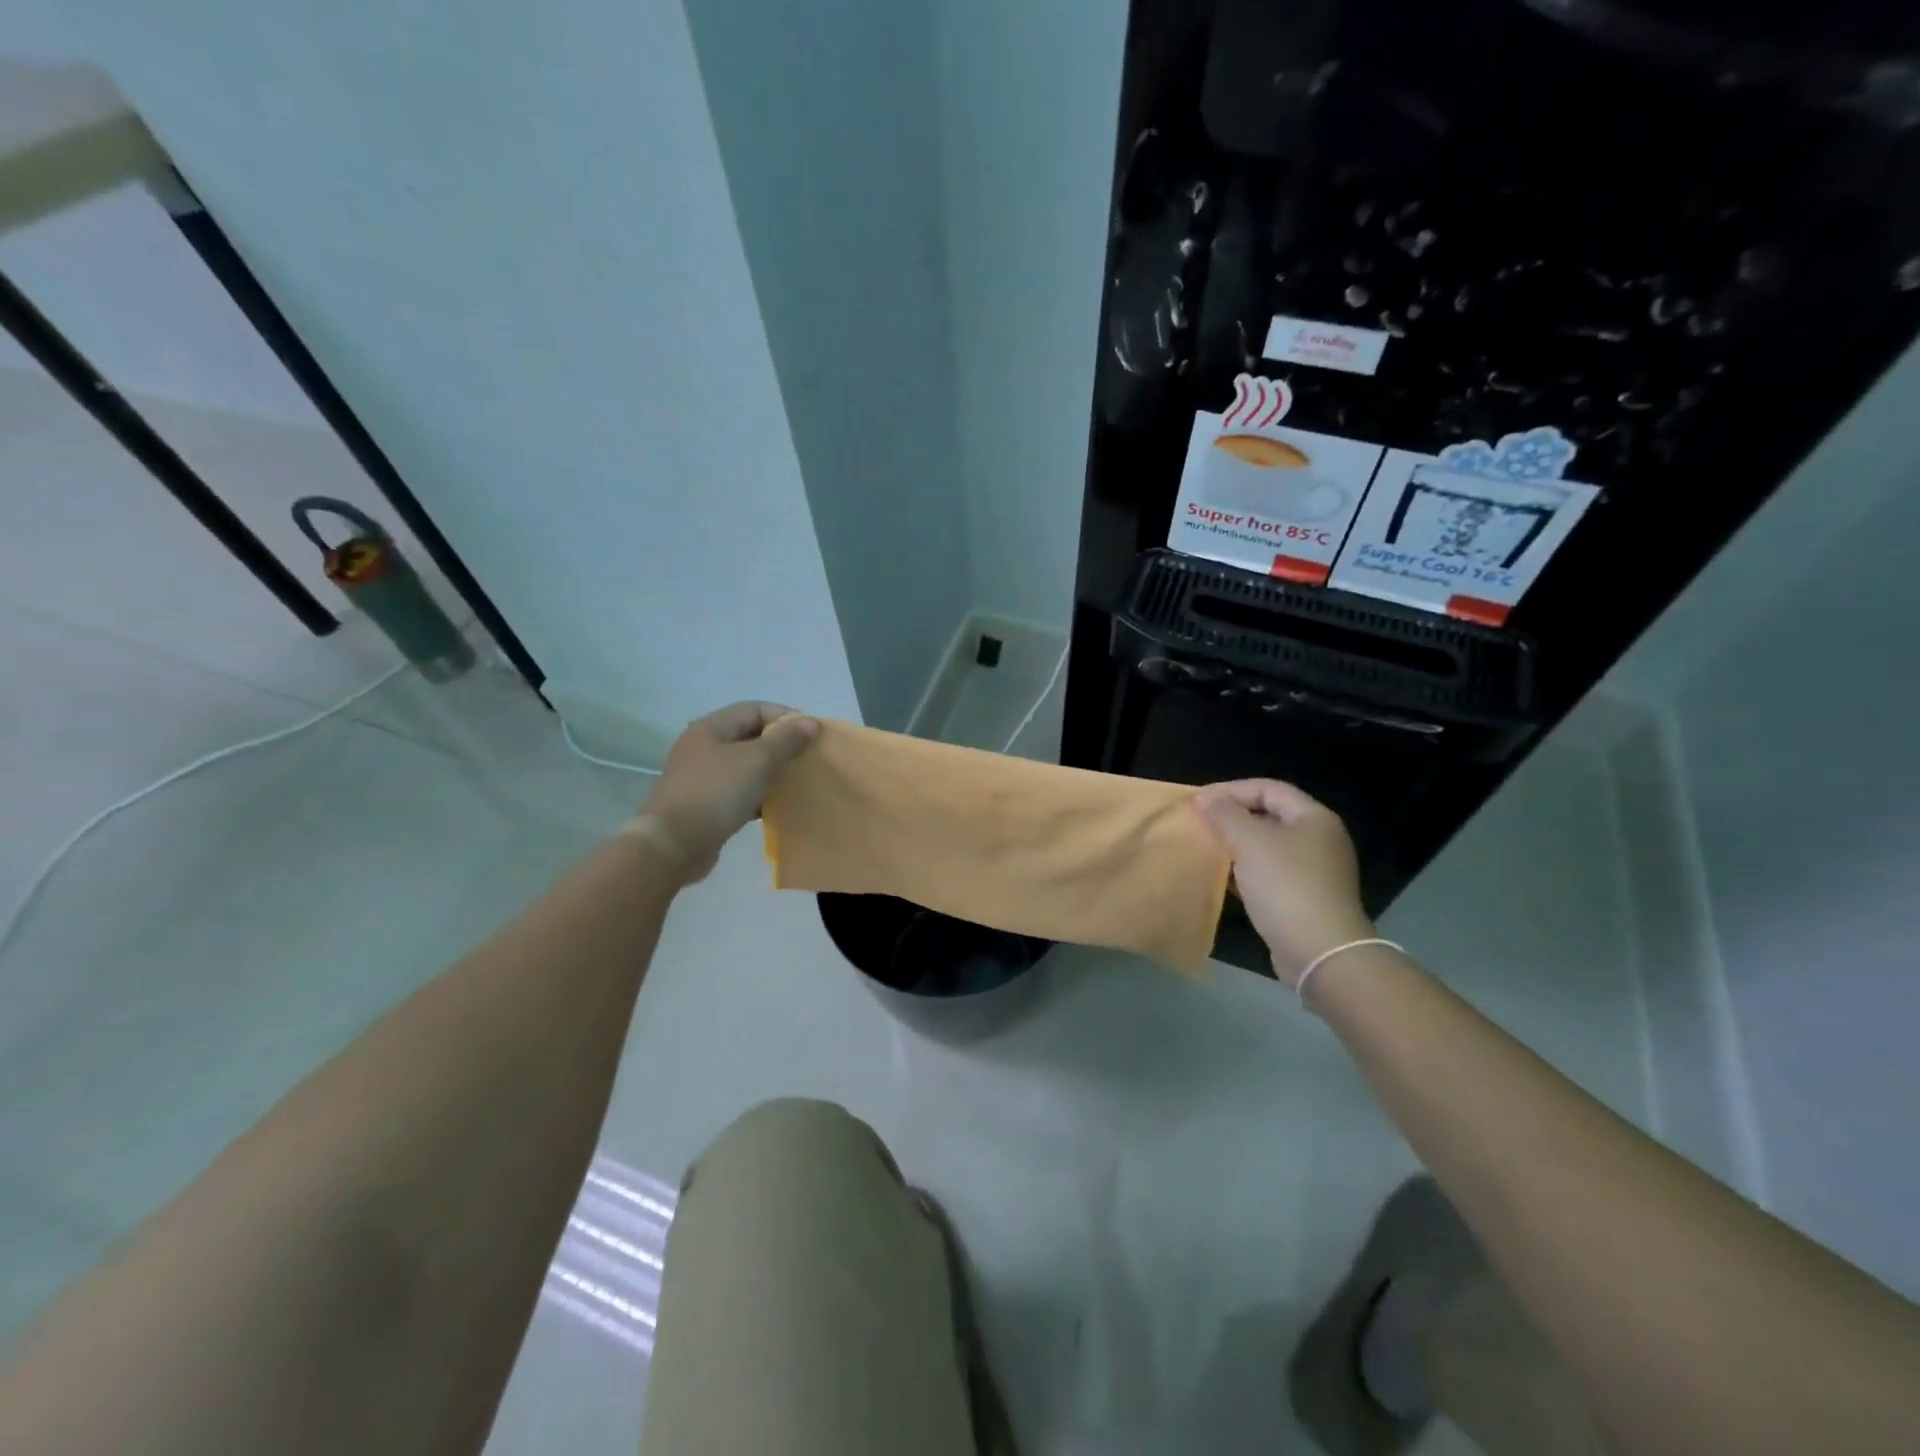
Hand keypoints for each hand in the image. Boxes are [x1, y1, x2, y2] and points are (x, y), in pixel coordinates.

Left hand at [637, 702, 818, 882]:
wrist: (674, 844)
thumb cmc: (717, 793)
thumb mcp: (758, 760)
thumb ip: (786, 740)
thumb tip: (810, 722)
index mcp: (711, 728)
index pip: (755, 709)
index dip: (786, 717)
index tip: (812, 735)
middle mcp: (704, 746)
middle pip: (750, 736)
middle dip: (781, 745)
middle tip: (806, 759)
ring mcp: (701, 776)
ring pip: (745, 765)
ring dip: (771, 771)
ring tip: (795, 782)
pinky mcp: (704, 803)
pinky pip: (738, 791)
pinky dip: (758, 794)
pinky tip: (775, 806)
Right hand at [1194, 779, 1375, 988]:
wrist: (1320, 952)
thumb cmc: (1285, 885)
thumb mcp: (1249, 842)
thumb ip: (1225, 814)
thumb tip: (1205, 799)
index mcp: (1314, 817)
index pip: (1268, 788)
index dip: (1231, 789)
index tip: (1198, 801)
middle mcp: (1319, 839)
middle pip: (1269, 815)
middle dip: (1232, 817)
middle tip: (1200, 823)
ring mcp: (1315, 870)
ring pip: (1268, 846)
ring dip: (1237, 845)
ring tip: (1207, 848)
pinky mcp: (1306, 897)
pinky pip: (1270, 872)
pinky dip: (1246, 870)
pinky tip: (1224, 879)